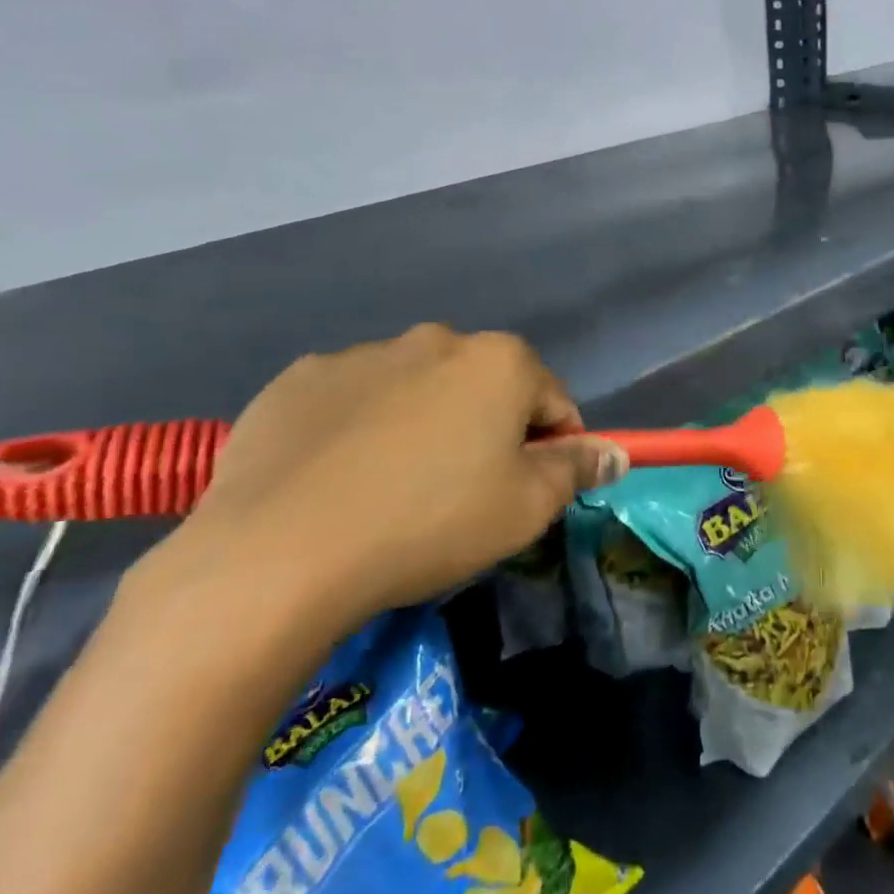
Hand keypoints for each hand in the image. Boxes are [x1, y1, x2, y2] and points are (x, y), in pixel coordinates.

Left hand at [142, 325, 626, 634]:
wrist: (279, 553)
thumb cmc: (430, 523)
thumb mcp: (525, 508)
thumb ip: (577, 469)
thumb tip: (615, 452)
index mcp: (499, 361)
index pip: (552, 400)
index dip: (552, 447)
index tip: (530, 491)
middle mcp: (434, 340)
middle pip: (483, 386)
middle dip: (486, 429)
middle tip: (462, 493)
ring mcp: (360, 355)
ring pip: (416, 390)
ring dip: (422, 425)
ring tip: (391, 490)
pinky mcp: (297, 380)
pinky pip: (351, 401)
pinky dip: (358, 429)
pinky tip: (337, 479)